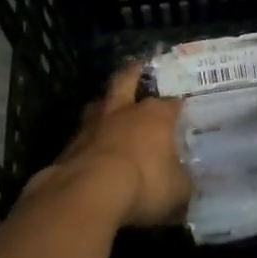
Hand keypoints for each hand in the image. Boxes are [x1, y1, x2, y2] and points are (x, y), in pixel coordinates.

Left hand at [29, 65, 189, 228]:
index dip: (177, 105)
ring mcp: (94, 123)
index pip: (171, 103)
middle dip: (133, 73)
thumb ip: (182, 181)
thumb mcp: (177, 190)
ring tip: (108, 105)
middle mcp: (125, 111)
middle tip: (136, 66)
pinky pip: (84, 132)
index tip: (181, 108)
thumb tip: (185, 181)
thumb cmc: (144, 183)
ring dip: (106, 103)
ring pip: (100, 102)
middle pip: (127, 80)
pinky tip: (92, 145)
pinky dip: (90, 136)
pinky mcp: (72, 142)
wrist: (89, 191)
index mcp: (156, 115)